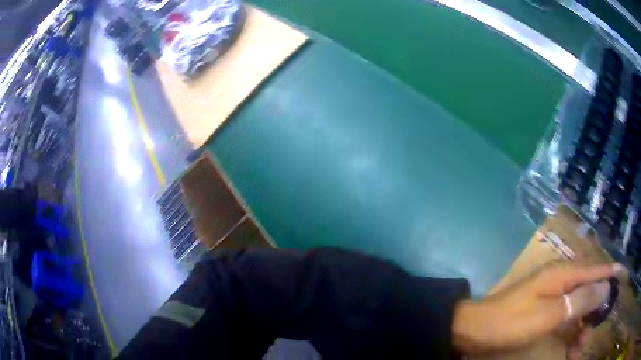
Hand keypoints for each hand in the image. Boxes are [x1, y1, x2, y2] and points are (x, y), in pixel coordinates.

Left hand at [452, 262, 627, 357]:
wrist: (476, 330)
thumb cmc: (513, 322)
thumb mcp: (550, 314)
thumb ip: (580, 301)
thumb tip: (606, 287)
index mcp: (564, 274)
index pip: (596, 268)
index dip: (612, 271)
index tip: (625, 274)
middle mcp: (561, 279)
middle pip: (589, 289)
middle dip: (596, 309)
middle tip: (596, 329)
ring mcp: (552, 294)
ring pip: (578, 306)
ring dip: (583, 326)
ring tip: (580, 348)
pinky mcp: (545, 309)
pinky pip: (565, 317)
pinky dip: (571, 331)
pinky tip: (571, 347)